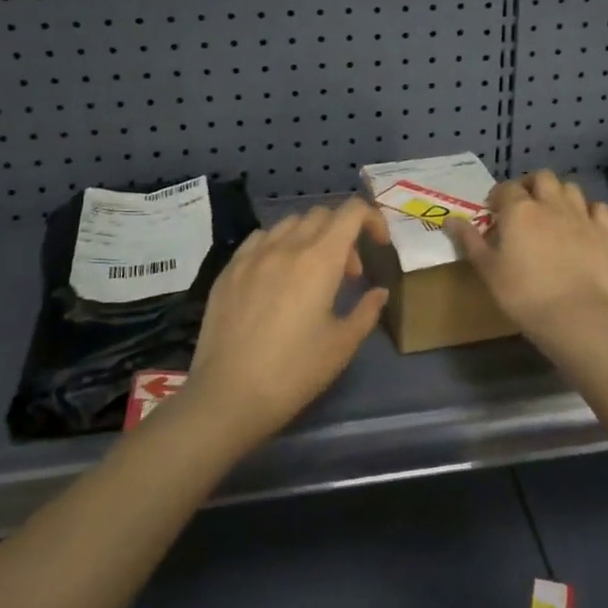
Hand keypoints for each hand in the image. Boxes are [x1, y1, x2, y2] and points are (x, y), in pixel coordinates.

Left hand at [184, 198, 389, 448]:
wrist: (228, 395)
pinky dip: (279, 244)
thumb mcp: (342, 345)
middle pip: (322, 214)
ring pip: (290, 222)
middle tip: (347, 273)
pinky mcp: (229, 269)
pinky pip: (260, 238)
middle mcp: (287, 246)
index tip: (379, 245)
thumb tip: (379, 292)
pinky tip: (277, 275)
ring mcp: (253, 254)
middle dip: (344, 233)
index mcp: (320, 259)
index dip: (372, 219)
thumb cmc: (294, 372)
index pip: (352, 211)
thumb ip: (367, 311)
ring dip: (311, 236)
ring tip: (312, 272)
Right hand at [447, 172, 607, 353]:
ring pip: (570, 187)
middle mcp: (550, 204)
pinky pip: (598, 207)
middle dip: (531, 185)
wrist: (574, 315)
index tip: (494, 212)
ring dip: (559, 194)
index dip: (498, 196)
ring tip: (552, 213)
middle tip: (524, 206)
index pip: (506, 188)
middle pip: (542, 177)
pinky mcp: (605, 232)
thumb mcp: (488, 269)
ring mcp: (581, 215)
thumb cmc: (523, 293)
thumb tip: (449, 219)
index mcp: (519, 210)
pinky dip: (589, 210)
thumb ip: (469, 240)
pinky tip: (582, 224)